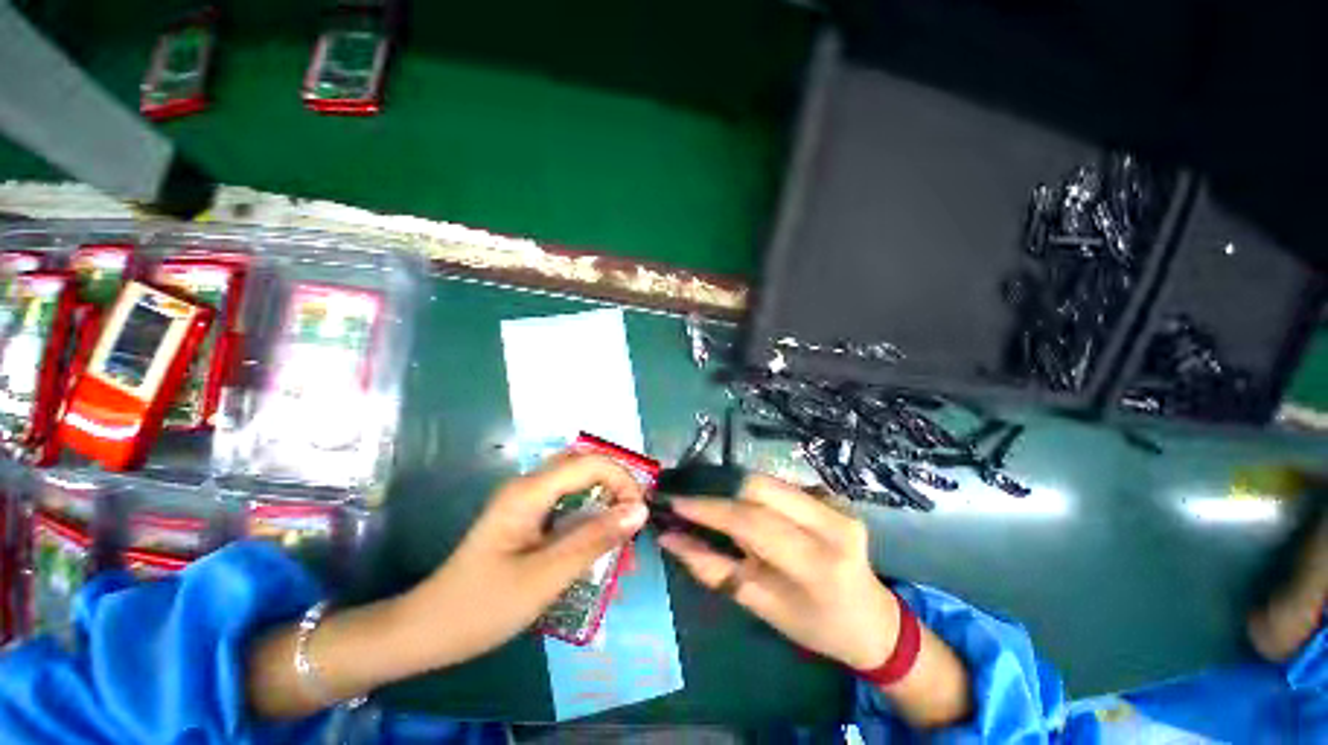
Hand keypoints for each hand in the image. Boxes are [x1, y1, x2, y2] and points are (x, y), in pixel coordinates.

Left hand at [400, 453, 649, 667]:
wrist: (427, 630)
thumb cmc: (483, 607)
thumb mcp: (546, 577)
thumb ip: (595, 540)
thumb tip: (640, 511)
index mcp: (530, 491)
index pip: (590, 463)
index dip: (622, 480)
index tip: (639, 514)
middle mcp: (528, 485)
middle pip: (583, 463)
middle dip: (615, 482)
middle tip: (633, 515)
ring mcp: (525, 499)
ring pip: (576, 479)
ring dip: (603, 494)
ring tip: (621, 524)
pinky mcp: (525, 515)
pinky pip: (566, 499)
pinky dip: (589, 509)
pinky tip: (597, 534)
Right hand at [658, 474, 899, 670]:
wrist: (871, 619)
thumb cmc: (815, 626)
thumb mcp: (760, 605)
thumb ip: (712, 568)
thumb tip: (669, 538)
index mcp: (817, 562)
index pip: (751, 520)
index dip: (708, 508)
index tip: (673, 502)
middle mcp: (831, 522)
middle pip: (759, 486)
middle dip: (717, 491)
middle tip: (688, 502)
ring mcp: (836, 504)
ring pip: (767, 480)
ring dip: (732, 489)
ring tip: (709, 504)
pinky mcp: (832, 496)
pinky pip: (779, 485)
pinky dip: (751, 492)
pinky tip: (740, 506)